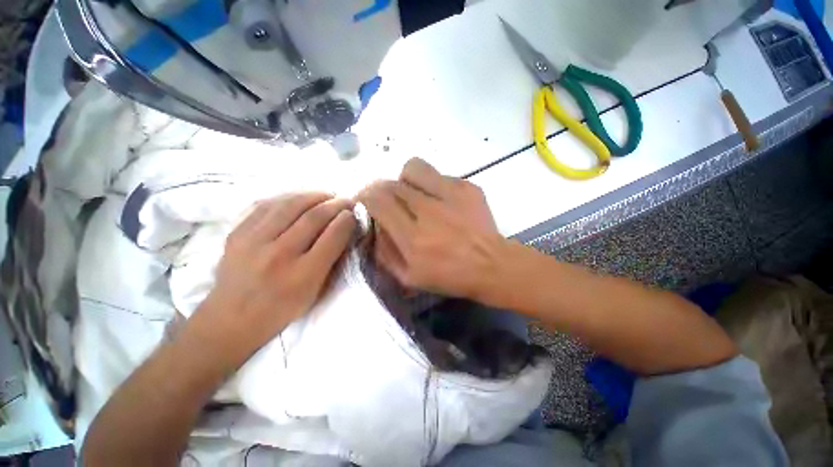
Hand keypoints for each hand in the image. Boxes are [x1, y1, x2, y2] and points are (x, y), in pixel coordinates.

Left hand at [195, 193, 355, 360]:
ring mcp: (254, 241)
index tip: (354, 214)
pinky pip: (266, 205)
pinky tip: (300, 198)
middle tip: (346, 201)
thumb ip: (331, 261)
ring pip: (291, 205)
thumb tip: (343, 230)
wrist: (229, 320)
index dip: (347, 220)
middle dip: (336, 204)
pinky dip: (289, 197)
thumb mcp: (314, 293)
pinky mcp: (237, 233)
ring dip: (315, 195)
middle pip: (314, 216)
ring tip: (327, 195)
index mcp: (303, 275)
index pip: (333, 236)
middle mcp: (279, 255)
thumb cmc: (280, 310)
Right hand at [357, 158, 504, 299]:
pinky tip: (440, 200)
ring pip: (413, 168)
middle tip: (388, 200)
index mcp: (412, 238)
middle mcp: (428, 211)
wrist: (492, 266)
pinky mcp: (467, 187)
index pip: (378, 201)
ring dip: (405, 180)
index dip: (365, 196)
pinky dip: (431, 185)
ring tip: (412, 194)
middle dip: (381, 189)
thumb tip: (375, 226)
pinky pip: (439, 175)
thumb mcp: (409, 278)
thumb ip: (385, 252)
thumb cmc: (450, 276)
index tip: (365, 200)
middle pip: (391, 183)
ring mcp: (450, 195)